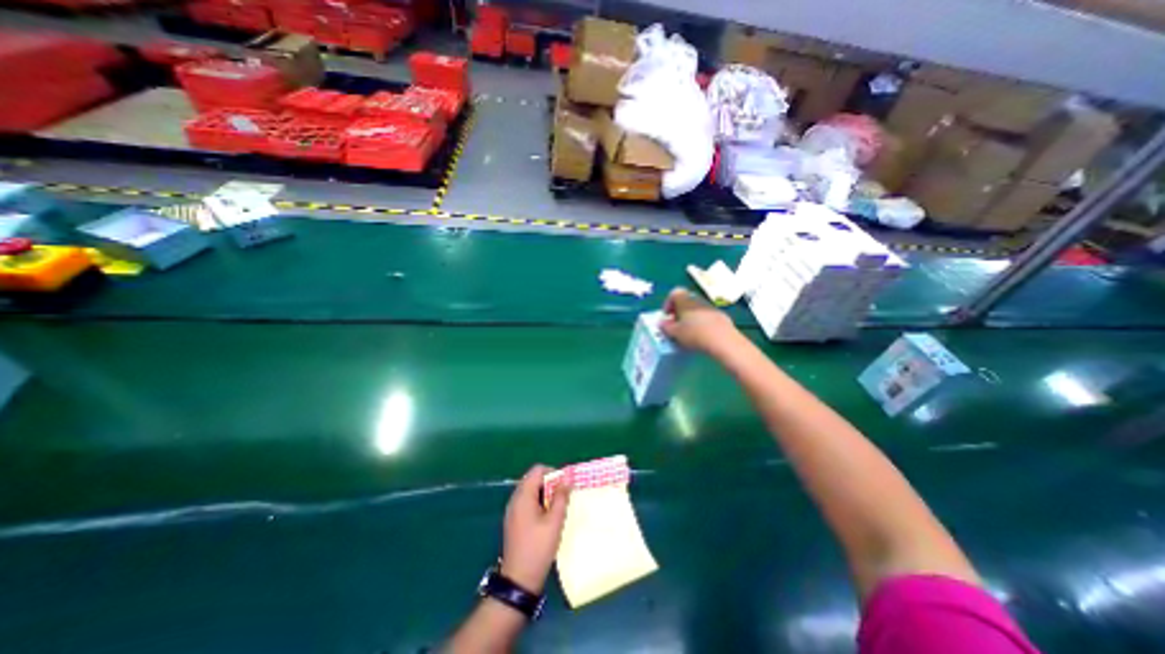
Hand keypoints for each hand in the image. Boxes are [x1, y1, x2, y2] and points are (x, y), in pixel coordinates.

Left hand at [500, 465, 571, 592]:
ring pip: (530, 491)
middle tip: (563, 497)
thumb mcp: (554, 522)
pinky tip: (547, 518)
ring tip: (557, 508)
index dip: (553, 472)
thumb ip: (561, 497)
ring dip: (544, 494)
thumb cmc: (538, 548)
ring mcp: (512, 510)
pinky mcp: (513, 520)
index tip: (564, 485)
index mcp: (523, 496)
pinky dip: (538, 503)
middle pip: (533, 479)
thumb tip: (567, 479)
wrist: (518, 580)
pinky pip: (526, 502)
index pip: (537, 470)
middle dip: (549, 483)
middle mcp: (515, 499)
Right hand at [658, 290, 740, 355]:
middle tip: (676, 325)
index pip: (674, 293)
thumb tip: (662, 323)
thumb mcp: (675, 333)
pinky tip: (702, 335)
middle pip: (686, 301)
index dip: (668, 303)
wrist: (723, 340)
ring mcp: (711, 307)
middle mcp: (698, 300)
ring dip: (691, 317)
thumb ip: (666, 327)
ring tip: (688, 332)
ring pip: (697, 309)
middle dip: (679, 312)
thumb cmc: (694, 334)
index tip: (667, 316)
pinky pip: (707, 316)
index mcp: (685, 300)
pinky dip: (702, 323)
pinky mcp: (721, 316)